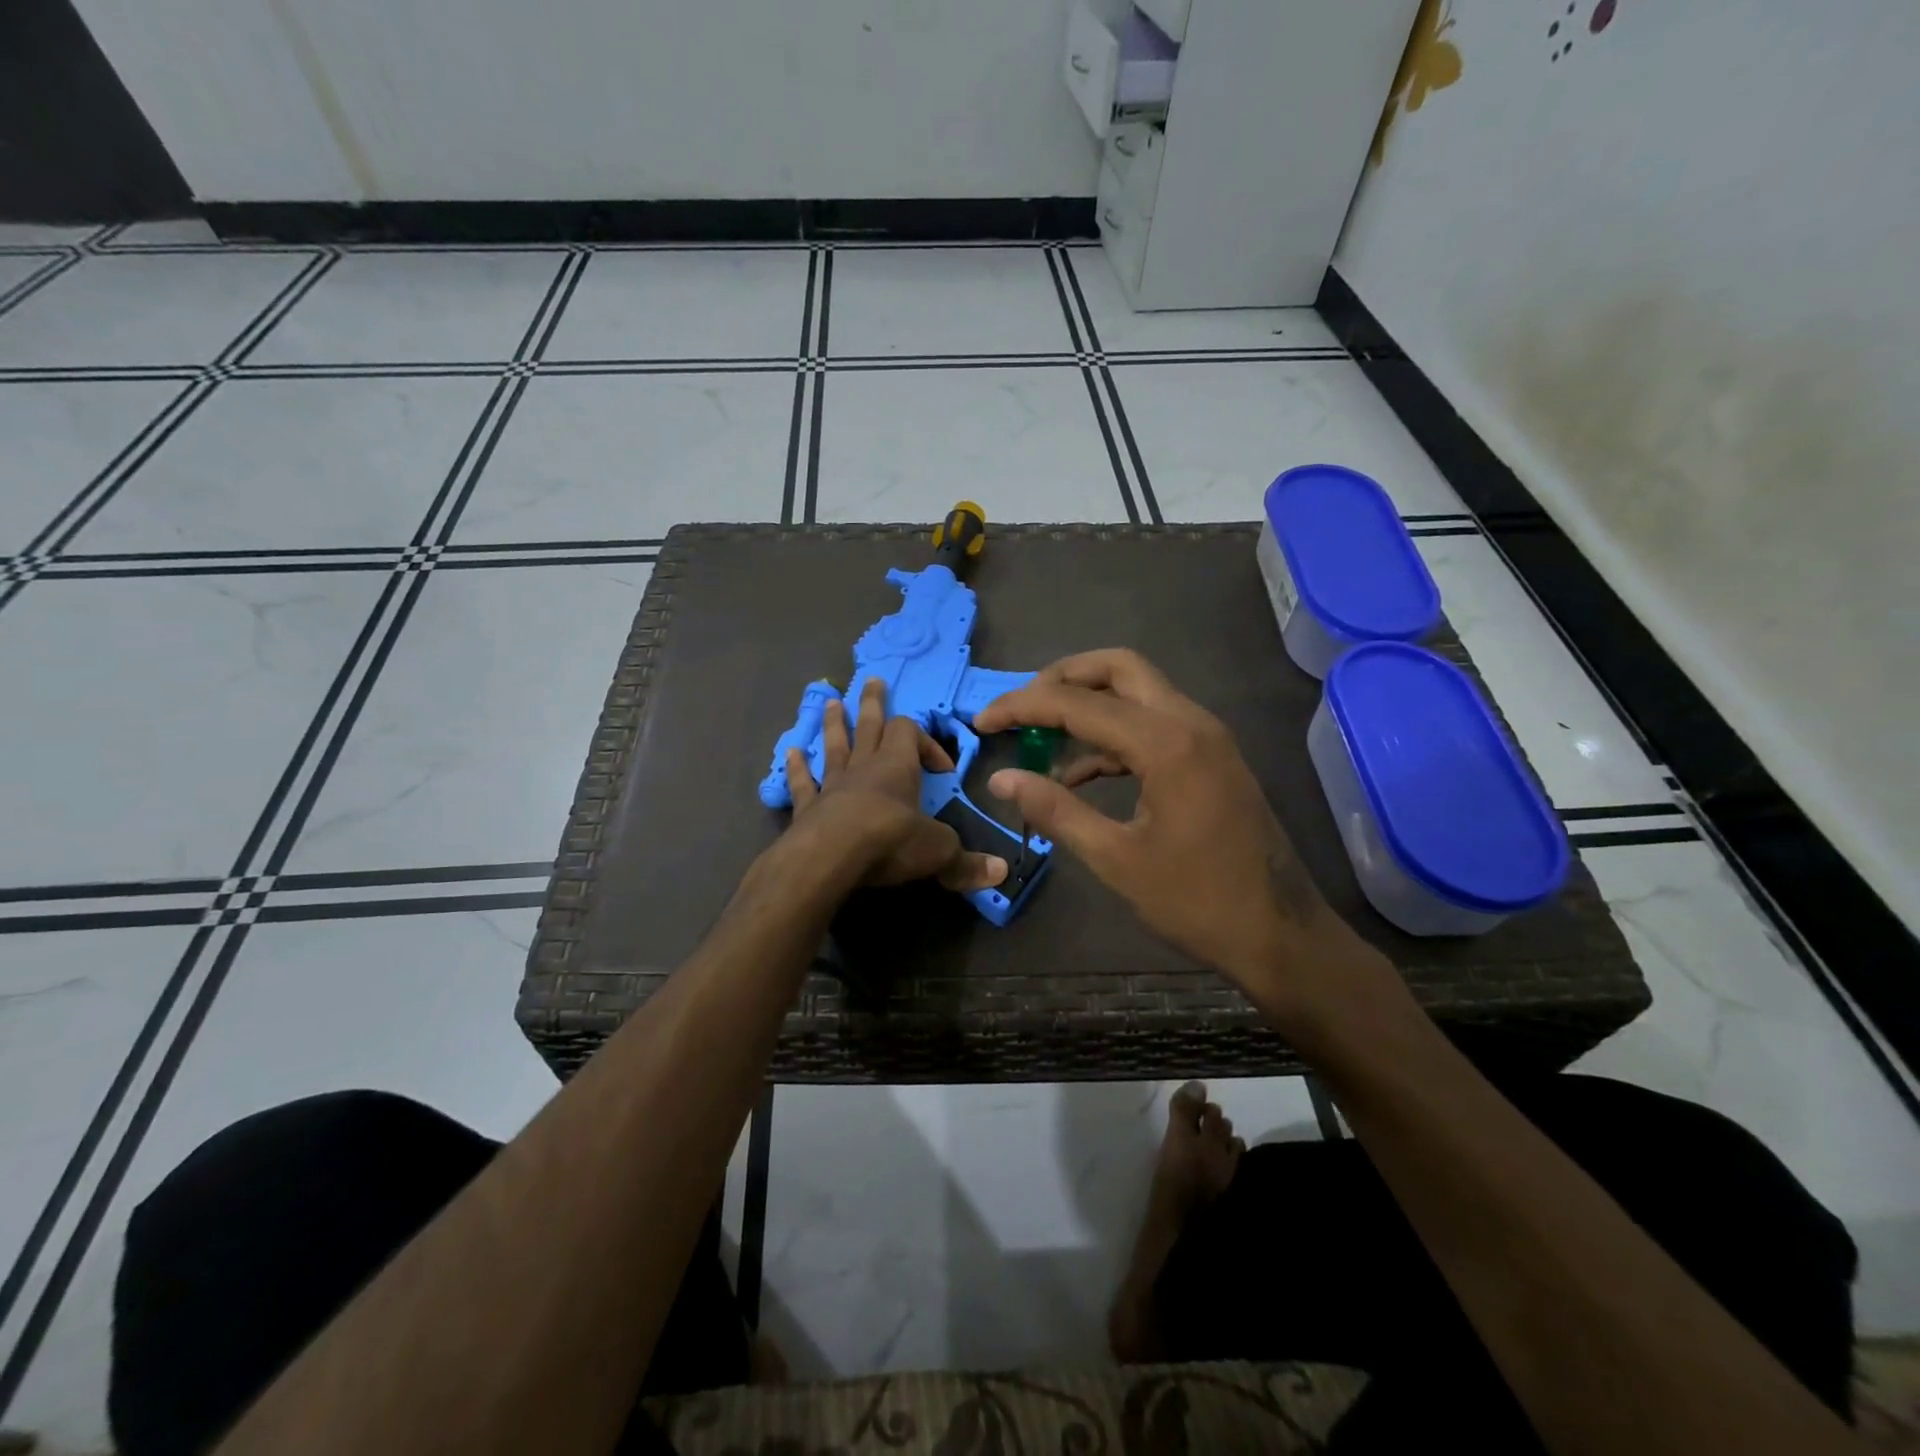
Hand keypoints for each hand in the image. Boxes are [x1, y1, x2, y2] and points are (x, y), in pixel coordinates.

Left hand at [785, 678, 1006, 892]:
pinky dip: (797, 768)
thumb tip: (1000, 873)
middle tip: (872, 681)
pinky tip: (790, 753)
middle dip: (873, 704)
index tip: (943, 770)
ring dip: (834, 724)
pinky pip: (804, 782)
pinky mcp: (808, 808)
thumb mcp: (938, 851)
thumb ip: (966, 862)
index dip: (927, 743)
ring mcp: (832, 785)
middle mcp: (864, 767)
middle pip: (869, 725)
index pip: (911, 734)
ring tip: (830, 703)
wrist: (829, 857)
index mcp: (897, 767)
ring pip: (834, 745)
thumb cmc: (889, 841)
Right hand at [975, 649, 1343, 989]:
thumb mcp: (1116, 859)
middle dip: (1062, 679)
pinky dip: (1112, 735)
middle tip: (1021, 708)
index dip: (1023, 706)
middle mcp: (1190, 722)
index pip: (1079, 703)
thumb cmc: (1197, 901)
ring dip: (1088, 705)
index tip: (983, 721)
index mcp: (1167, 743)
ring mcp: (1206, 737)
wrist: (1280, 933)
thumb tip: (1002, 779)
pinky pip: (1153, 725)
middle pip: (1117, 669)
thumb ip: (1056, 810)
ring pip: (1138, 692)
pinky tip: (1080, 774)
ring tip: (1040, 739)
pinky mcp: (1211, 756)